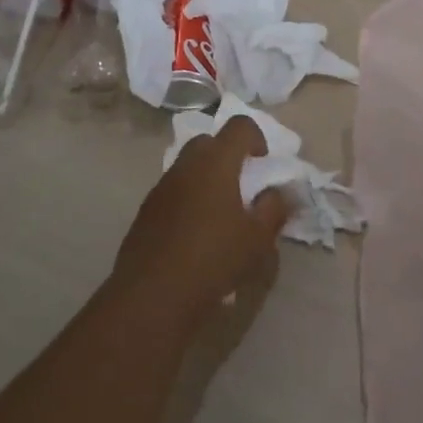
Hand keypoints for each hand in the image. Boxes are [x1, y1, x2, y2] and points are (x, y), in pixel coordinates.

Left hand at [113, 116, 286, 318]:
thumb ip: (273, 209)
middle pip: (209, 142)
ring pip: (188, 167)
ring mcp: (161, 187)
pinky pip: (173, 191)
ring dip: (206, 178)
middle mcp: (185, 166)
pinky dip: (188, 199)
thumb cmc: (214, 259)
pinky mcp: (146, 211)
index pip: (239, 126)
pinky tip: (197, 234)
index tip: (264, 166)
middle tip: (243, 186)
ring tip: (221, 214)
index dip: (257, 138)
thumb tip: (277, 193)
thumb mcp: (258, 239)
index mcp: (216, 163)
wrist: (152, 296)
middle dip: (228, 155)